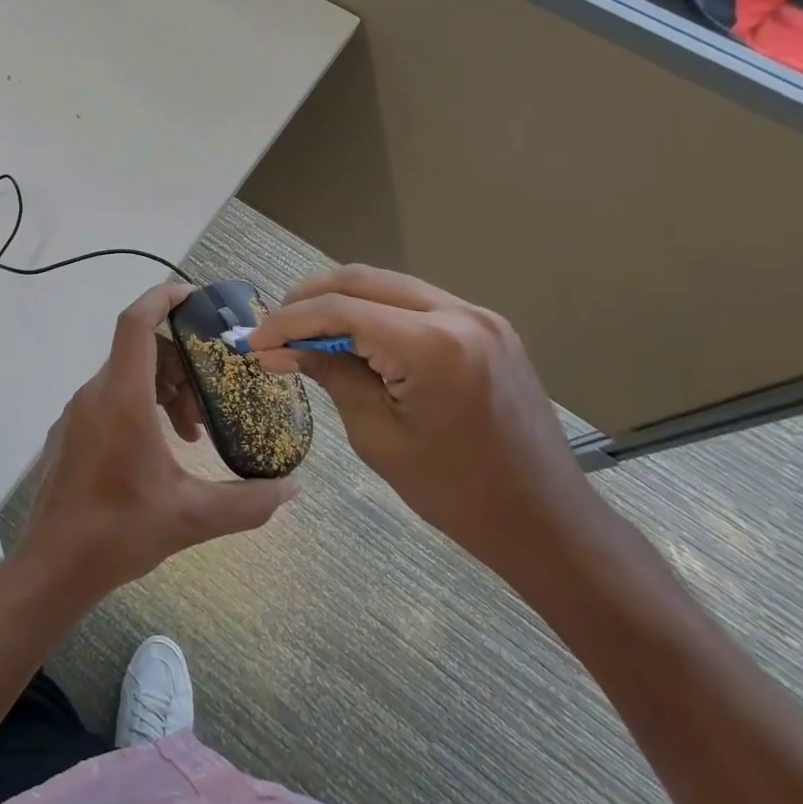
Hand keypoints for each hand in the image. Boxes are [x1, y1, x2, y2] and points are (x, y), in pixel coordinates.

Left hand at [19, 283, 298, 601]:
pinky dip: (140, 406)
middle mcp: (94, 393)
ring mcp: (77, 413)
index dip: (163, 297)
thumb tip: (292, 488)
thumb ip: (249, 502)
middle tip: (211, 400)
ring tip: (192, 432)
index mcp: (121, 397)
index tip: (194, 295)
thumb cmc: (120, 532)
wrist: (53, 566)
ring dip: (163, 390)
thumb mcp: (192, 517)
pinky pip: (109, 398)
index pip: (136, 322)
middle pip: (140, 350)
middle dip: (181, 363)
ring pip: (126, 376)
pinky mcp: (69, 433)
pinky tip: (160, 449)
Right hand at [248, 266, 607, 578]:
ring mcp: (478, 316)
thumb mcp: (378, 436)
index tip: (255, 342)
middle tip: (275, 330)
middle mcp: (458, 313)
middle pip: (361, 280)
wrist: (547, 522)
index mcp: (433, 345)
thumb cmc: (457, 493)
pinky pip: (415, 301)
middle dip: (309, 299)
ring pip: (388, 284)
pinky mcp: (487, 327)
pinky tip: (353, 335)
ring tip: (305, 331)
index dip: (288, 322)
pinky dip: (375, 310)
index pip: (340, 310)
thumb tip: (281, 348)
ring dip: (340, 300)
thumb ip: (331, 375)